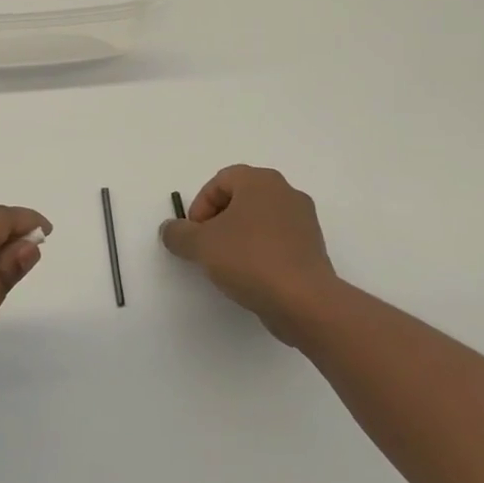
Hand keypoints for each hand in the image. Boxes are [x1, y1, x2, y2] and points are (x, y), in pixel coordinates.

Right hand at [160, 165, 338, 345]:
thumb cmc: (250, 260)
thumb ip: (178, 234)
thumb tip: (170, 230)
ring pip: (259, 221)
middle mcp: (286, 193)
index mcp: (260, 181)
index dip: (201, 206)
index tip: (195, 234)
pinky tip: (251, 277)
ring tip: (227, 265)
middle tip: (207, 247)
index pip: (220, 181)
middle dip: (218, 221)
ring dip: (238, 237)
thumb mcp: (201, 245)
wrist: (304, 301)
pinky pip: (277, 241)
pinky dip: (260, 252)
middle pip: (241, 199)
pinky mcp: (313, 248)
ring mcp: (304, 221)